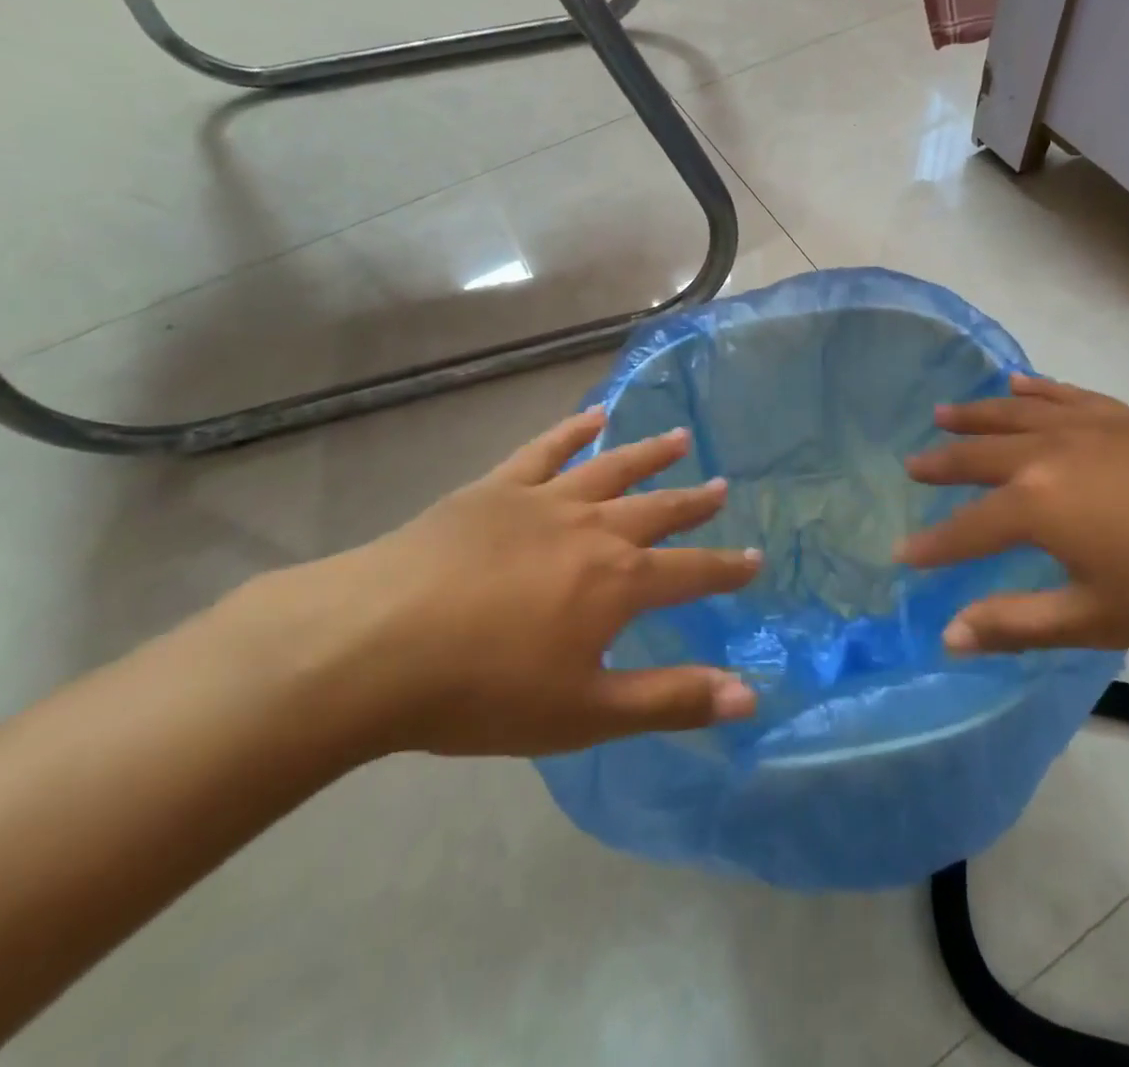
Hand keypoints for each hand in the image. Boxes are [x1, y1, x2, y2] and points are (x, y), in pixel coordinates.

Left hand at [274, 410, 761, 758]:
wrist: (373, 645)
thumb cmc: (482, 690)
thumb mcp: (585, 713)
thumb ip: (670, 701)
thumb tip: (749, 697)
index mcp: (618, 582)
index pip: (692, 573)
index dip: (727, 569)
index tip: (755, 559)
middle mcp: (593, 529)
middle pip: (657, 510)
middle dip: (693, 503)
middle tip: (721, 487)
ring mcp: (543, 501)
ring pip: (611, 469)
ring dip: (649, 454)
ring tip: (679, 437)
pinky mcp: (495, 489)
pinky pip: (544, 450)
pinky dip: (572, 431)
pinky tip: (592, 416)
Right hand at [895, 374, 1128, 653]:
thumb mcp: (1098, 619)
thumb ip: (1017, 624)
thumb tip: (948, 636)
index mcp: (1036, 506)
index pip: (966, 529)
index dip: (932, 547)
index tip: (900, 553)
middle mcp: (1047, 454)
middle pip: (979, 456)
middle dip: (941, 464)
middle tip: (911, 466)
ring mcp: (1086, 426)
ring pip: (1013, 415)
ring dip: (973, 416)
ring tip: (942, 413)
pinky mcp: (1123, 414)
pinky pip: (1063, 395)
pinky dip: (1033, 390)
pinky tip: (1017, 383)